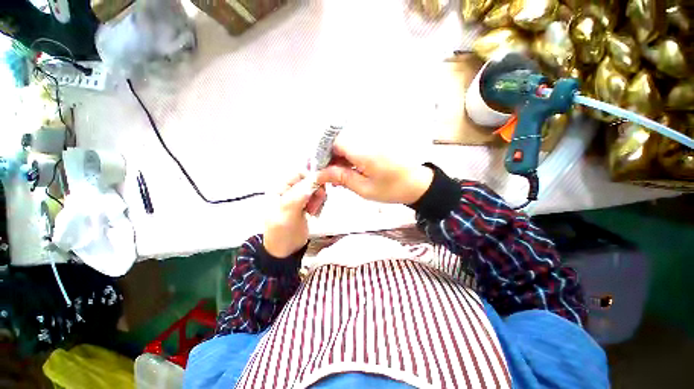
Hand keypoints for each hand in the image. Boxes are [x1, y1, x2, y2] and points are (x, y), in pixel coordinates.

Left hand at [263, 172, 326, 257]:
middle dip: (315, 191)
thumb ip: (298, 197)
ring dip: (318, 198)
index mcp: (279, 188)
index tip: (319, 189)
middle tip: (315, 205)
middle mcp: (289, 190)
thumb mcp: (287, 215)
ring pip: (314, 188)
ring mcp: (297, 197)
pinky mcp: (305, 204)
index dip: (311, 178)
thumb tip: (313, 181)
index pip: (298, 173)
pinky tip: (315, 213)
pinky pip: (316, 197)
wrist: (285, 251)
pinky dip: (319, 203)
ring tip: (314, 211)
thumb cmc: (282, 233)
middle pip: (309, 180)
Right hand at [316, 134, 433, 204]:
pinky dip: (348, 160)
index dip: (323, 154)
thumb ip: (341, 178)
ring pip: (346, 146)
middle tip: (327, 177)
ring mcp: (371, 142)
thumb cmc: (392, 189)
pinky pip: (355, 149)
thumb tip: (320, 174)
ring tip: (337, 178)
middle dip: (329, 159)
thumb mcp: (364, 188)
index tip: (319, 169)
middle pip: (339, 142)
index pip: (334, 142)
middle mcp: (366, 142)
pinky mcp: (374, 146)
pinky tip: (347, 173)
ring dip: (338, 160)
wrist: (417, 184)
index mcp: (363, 151)